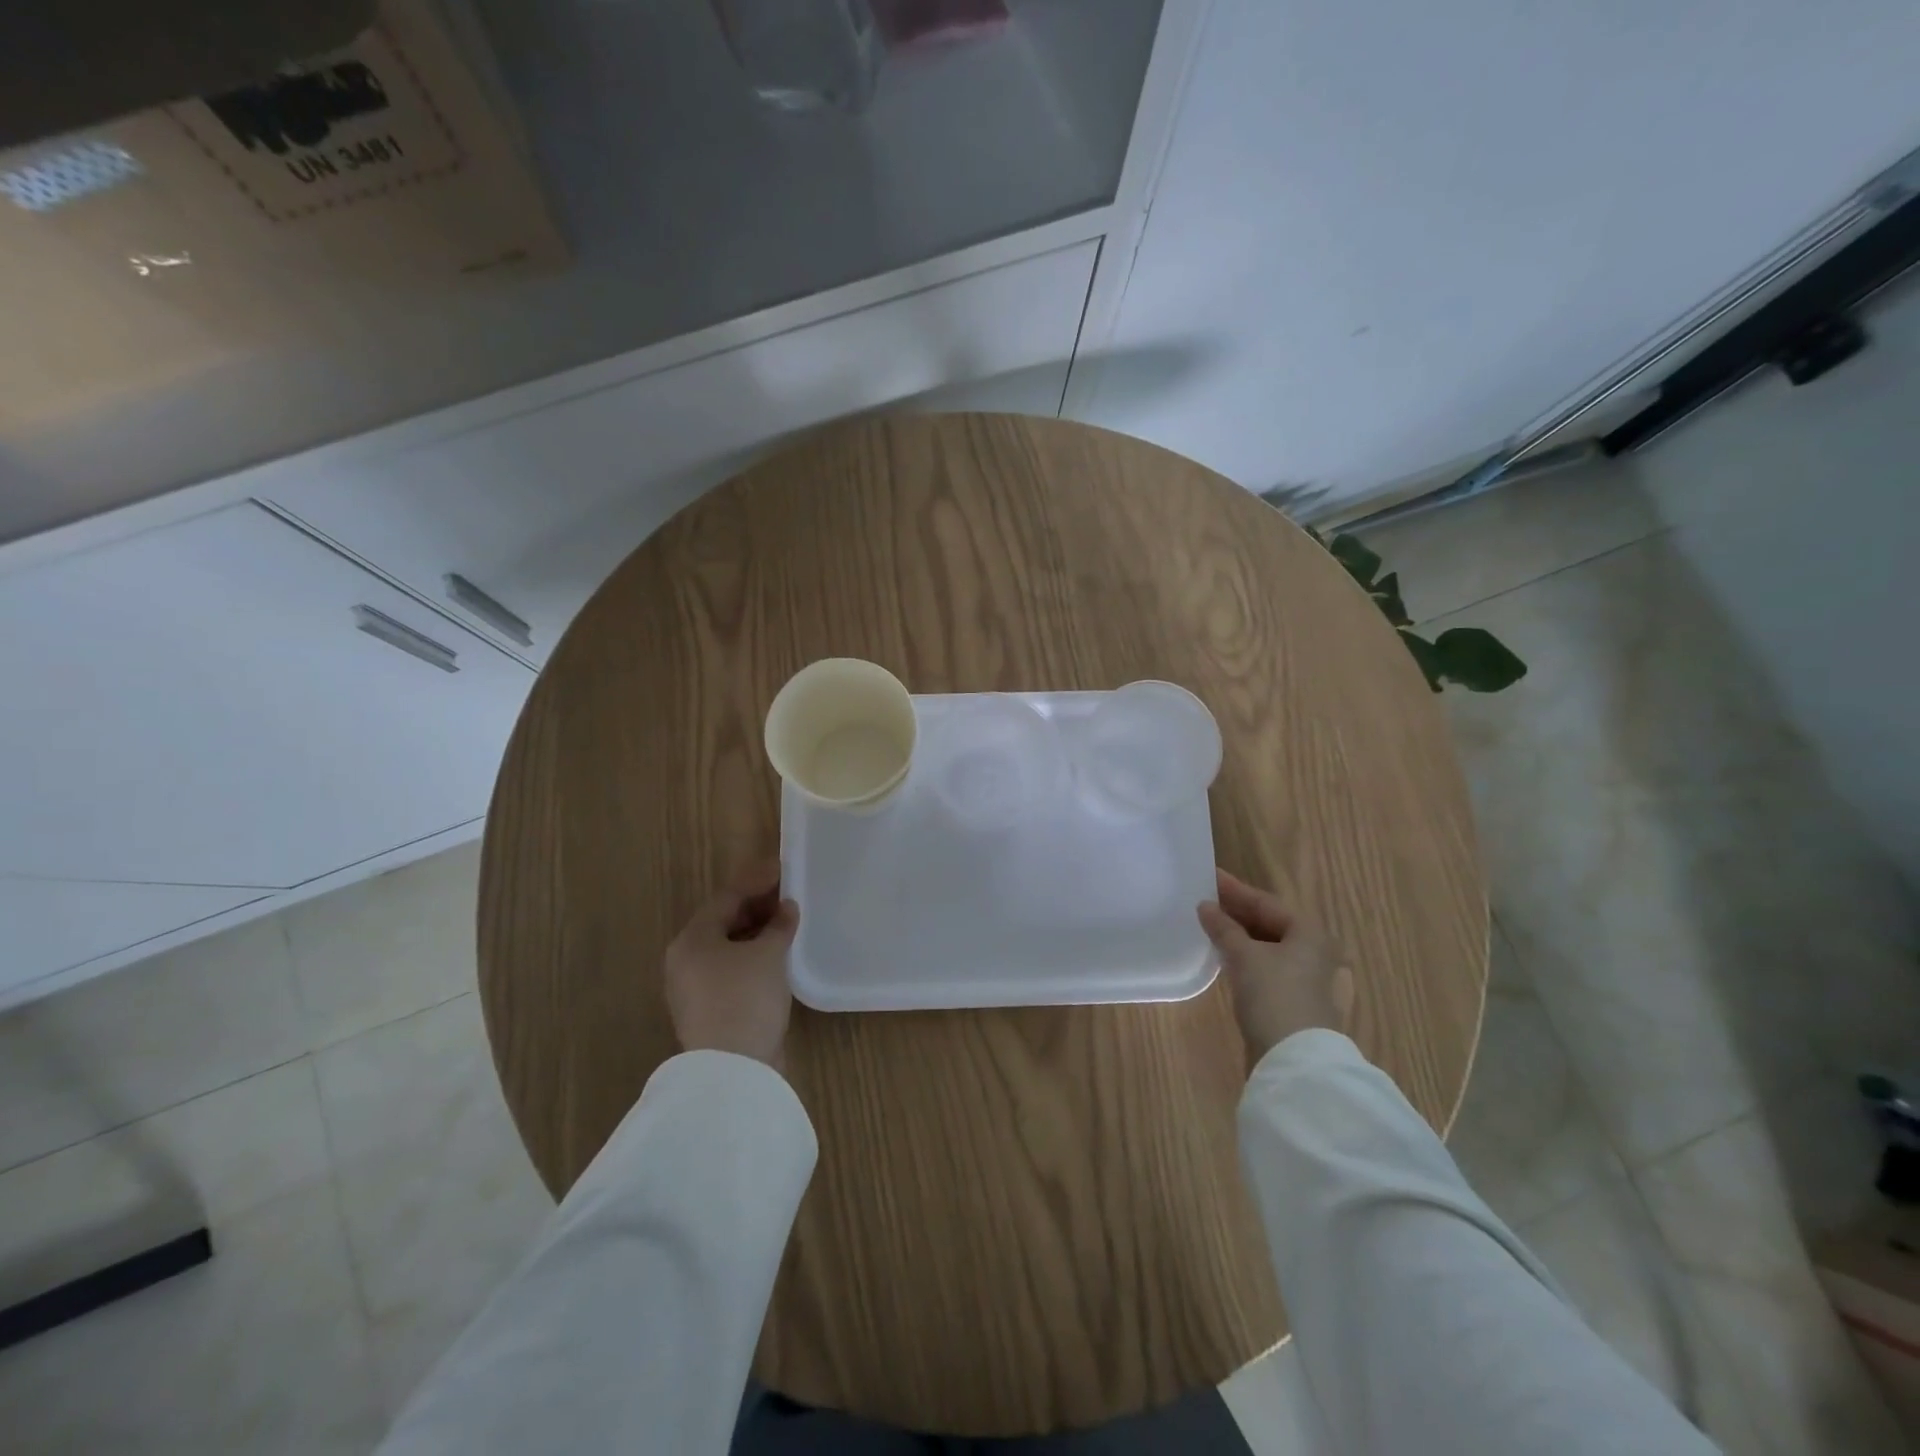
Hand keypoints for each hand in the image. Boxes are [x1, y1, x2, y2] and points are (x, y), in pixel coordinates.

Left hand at [664, 861, 799, 1069]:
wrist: (733, 1069)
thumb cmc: (746, 997)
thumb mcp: (769, 954)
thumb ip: (779, 925)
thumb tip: (787, 908)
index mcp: (692, 939)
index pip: (726, 898)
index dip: (757, 881)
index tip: (783, 869)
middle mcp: (686, 960)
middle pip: (723, 922)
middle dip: (757, 907)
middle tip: (789, 896)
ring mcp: (695, 989)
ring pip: (728, 949)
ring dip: (757, 933)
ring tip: (788, 924)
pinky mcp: (709, 1011)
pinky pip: (732, 971)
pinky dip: (754, 958)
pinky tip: (778, 957)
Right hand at [1197, 869, 1354, 1067]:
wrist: (1294, 1059)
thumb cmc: (1274, 996)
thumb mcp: (1244, 956)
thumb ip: (1224, 928)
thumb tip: (1205, 906)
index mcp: (1309, 934)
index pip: (1266, 902)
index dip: (1235, 890)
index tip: (1209, 876)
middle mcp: (1313, 951)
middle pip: (1269, 923)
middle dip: (1237, 911)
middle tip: (1205, 898)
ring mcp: (1304, 978)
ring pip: (1266, 945)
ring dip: (1238, 934)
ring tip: (1209, 922)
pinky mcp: (1292, 999)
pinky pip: (1264, 965)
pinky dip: (1244, 955)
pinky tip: (1223, 953)